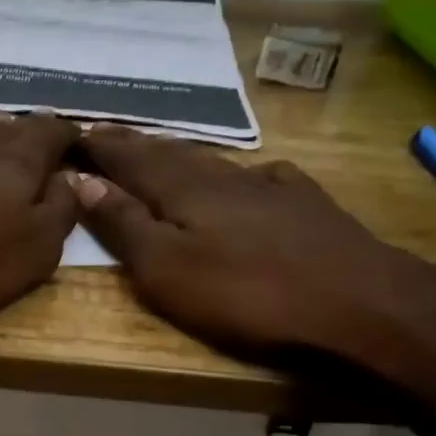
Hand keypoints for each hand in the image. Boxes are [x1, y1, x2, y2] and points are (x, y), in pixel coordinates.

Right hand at [71, 126, 435, 400]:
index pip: (130, 158)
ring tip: (162, 151)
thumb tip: (83, 180)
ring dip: (181, 155)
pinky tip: (251, 176)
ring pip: (213, 162)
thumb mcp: (166, 269)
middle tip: (109, 133)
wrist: (359, 303)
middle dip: (135, 145)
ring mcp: (270, 186)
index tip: (76, 132)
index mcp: (183, 189)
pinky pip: (260, 178)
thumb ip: (125, 224)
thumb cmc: (247, 293)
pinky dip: (240, 175)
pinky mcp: (306, 205)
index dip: (101, 147)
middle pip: (170, 154)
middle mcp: (223, 176)